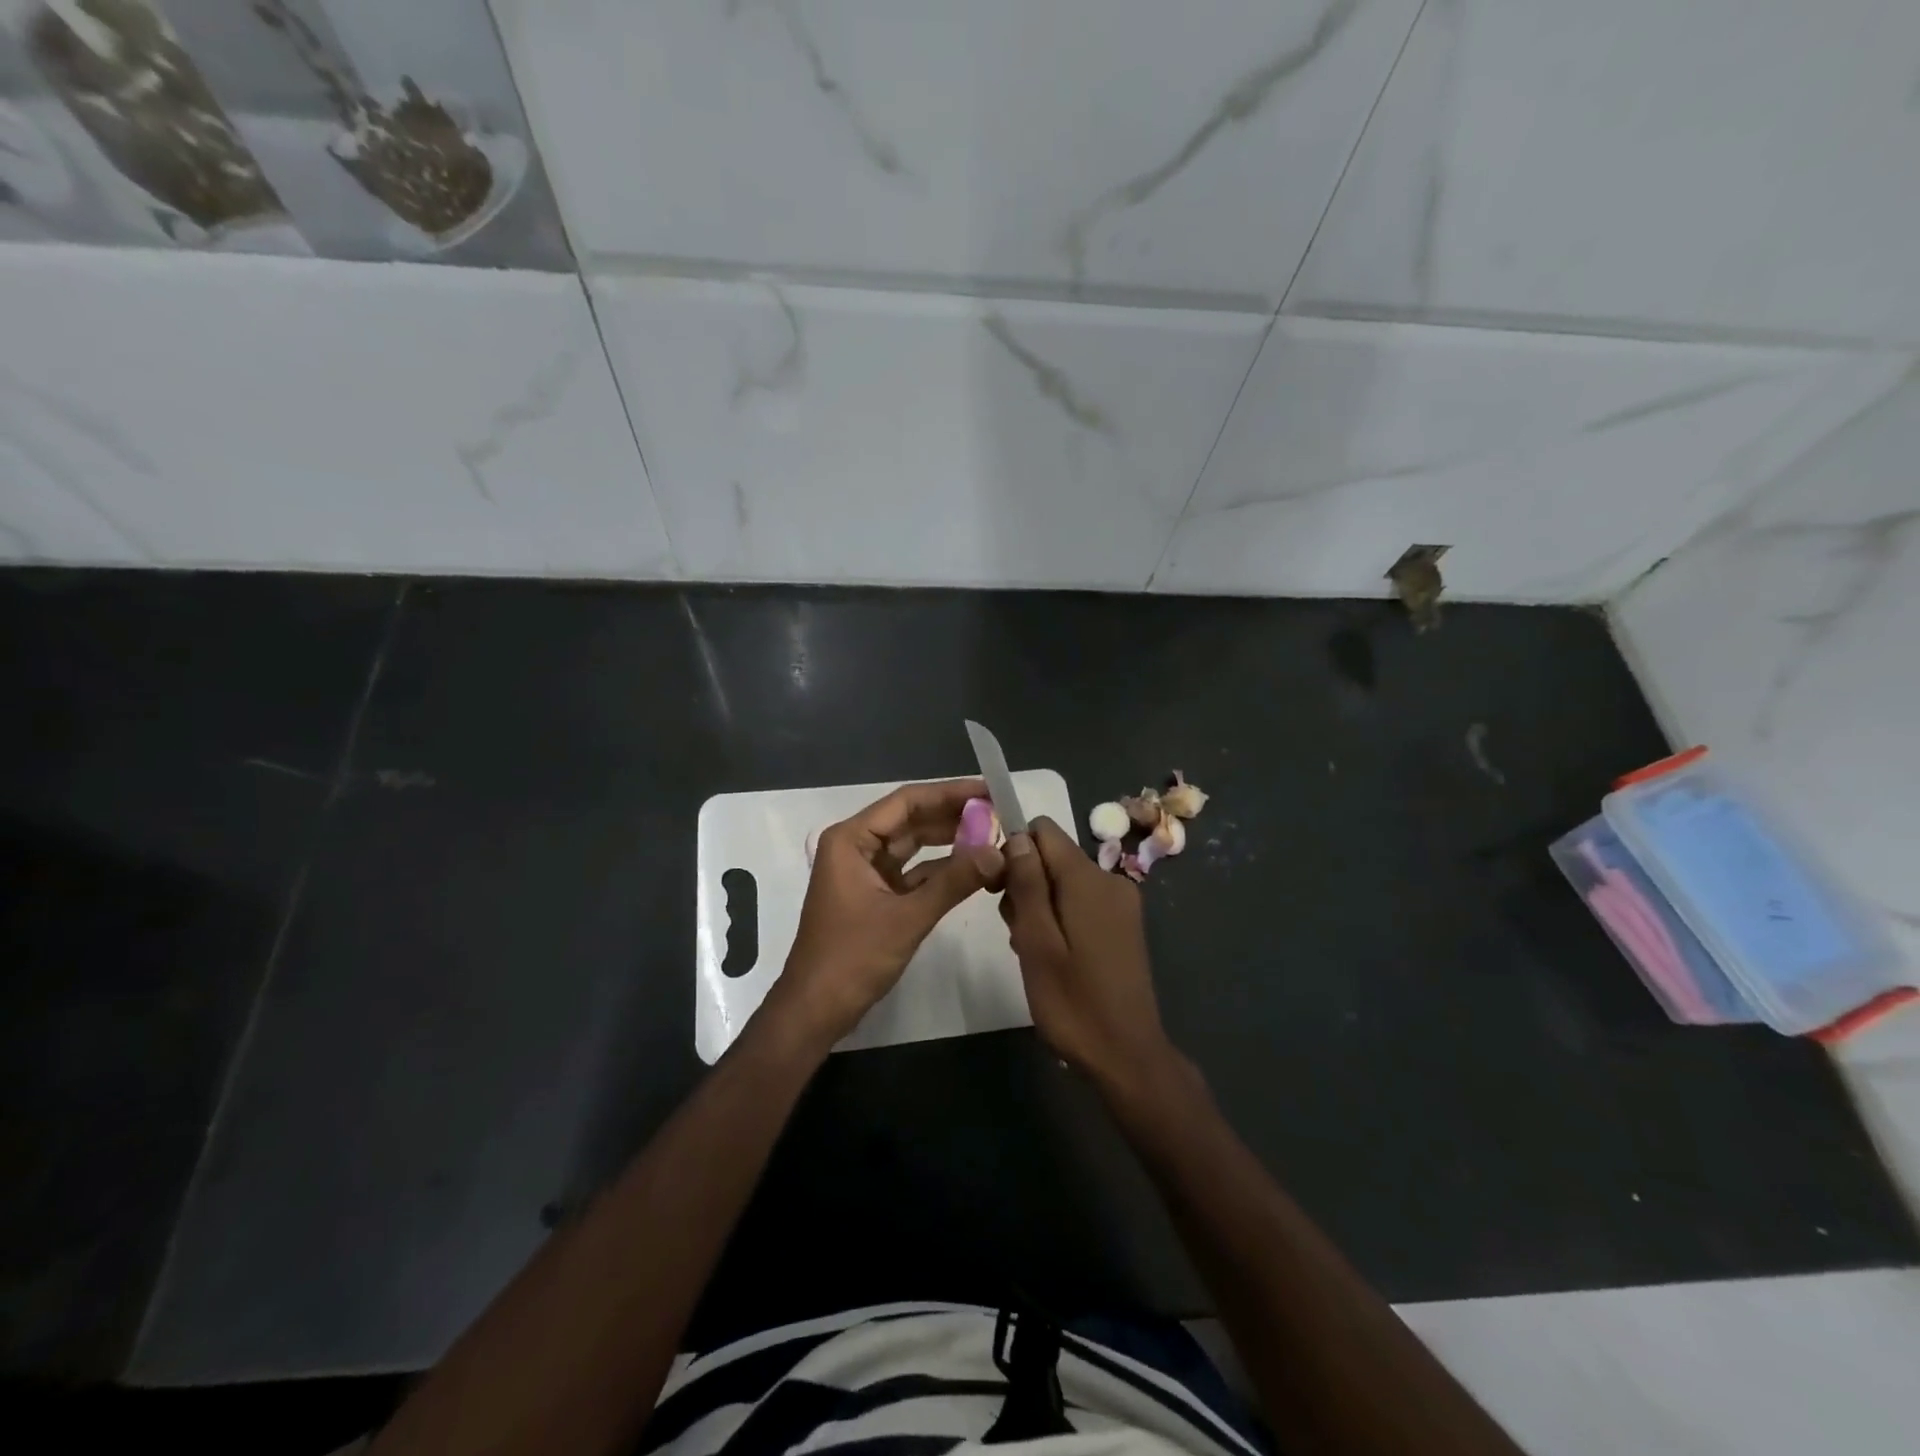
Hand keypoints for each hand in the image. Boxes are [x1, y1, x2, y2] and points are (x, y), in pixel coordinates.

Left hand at [772, 777, 1004, 1048]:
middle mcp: (856, 847)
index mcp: (851, 840)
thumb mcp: (907, 917)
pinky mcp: (876, 895)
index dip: (949, 793)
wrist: (816, 1009)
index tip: (989, 791)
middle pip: (911, 820)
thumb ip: (954, 882)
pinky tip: (973, 867)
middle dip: (953, 817)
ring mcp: (865, 872)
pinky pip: (913, 872)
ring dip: (950, 842)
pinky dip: (941, 870)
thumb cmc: (852, 958)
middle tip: (999, 814)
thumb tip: (998, 853)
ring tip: (993, 836)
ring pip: (914, 846)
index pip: (906, 802)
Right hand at [999, 817, 1175, 1089]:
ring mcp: (1121, 903)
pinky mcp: (1124, 925)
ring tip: (1033, 952)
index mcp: (1088, 879)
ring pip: (1064, 882)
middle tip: (1017, 933)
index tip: (1000, 888)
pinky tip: (1054, 957)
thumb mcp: (1037, 941)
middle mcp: (1110, 880)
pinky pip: (1081, 902)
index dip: (1014, 850)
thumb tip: (1018, 836)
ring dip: (1040, 906)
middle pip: (1052, 857)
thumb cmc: (1073, 1002)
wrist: (1127, 1056)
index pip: (1043, 831)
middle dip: (1025, 884)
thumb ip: (1028, 884)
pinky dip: (1060, 919)